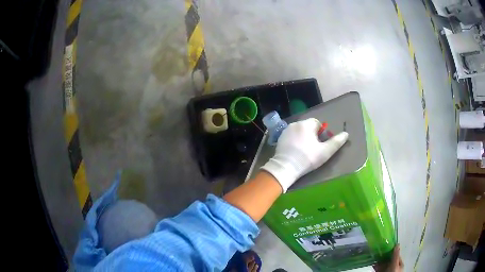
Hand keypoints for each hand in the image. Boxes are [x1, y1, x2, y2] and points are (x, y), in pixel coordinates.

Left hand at [261, 118, 348, 191]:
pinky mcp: (280, 138)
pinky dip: (294, 141)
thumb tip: (346, 134)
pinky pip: (291, 136)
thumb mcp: (325, 151)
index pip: (317, 123)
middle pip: (307, 126)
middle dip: (312, 135)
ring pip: (299, 131)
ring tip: (304, 151)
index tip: (320, 144)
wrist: (286, 167)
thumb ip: (336, 142)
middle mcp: (295, 123)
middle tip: (313, 149)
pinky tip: (295, 151)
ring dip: (303, 137)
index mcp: (306, 124)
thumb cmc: (308, 158)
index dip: (321, 133)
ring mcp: (286, 131)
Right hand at [373, 244, 403, 271]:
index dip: (391, 251)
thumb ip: (395, 256)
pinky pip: (378, 269)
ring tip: (374, 259)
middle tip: (378, 253)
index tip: (385, 247)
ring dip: (378, 261)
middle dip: (383, 257)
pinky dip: (376, 267)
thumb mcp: (395, 265)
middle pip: (389, 259)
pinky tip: (373, 265)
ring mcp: (387, 270)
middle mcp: (394, 267)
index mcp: (399, 264)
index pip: (396, 255)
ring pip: (383, 264)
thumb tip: (397, 244)